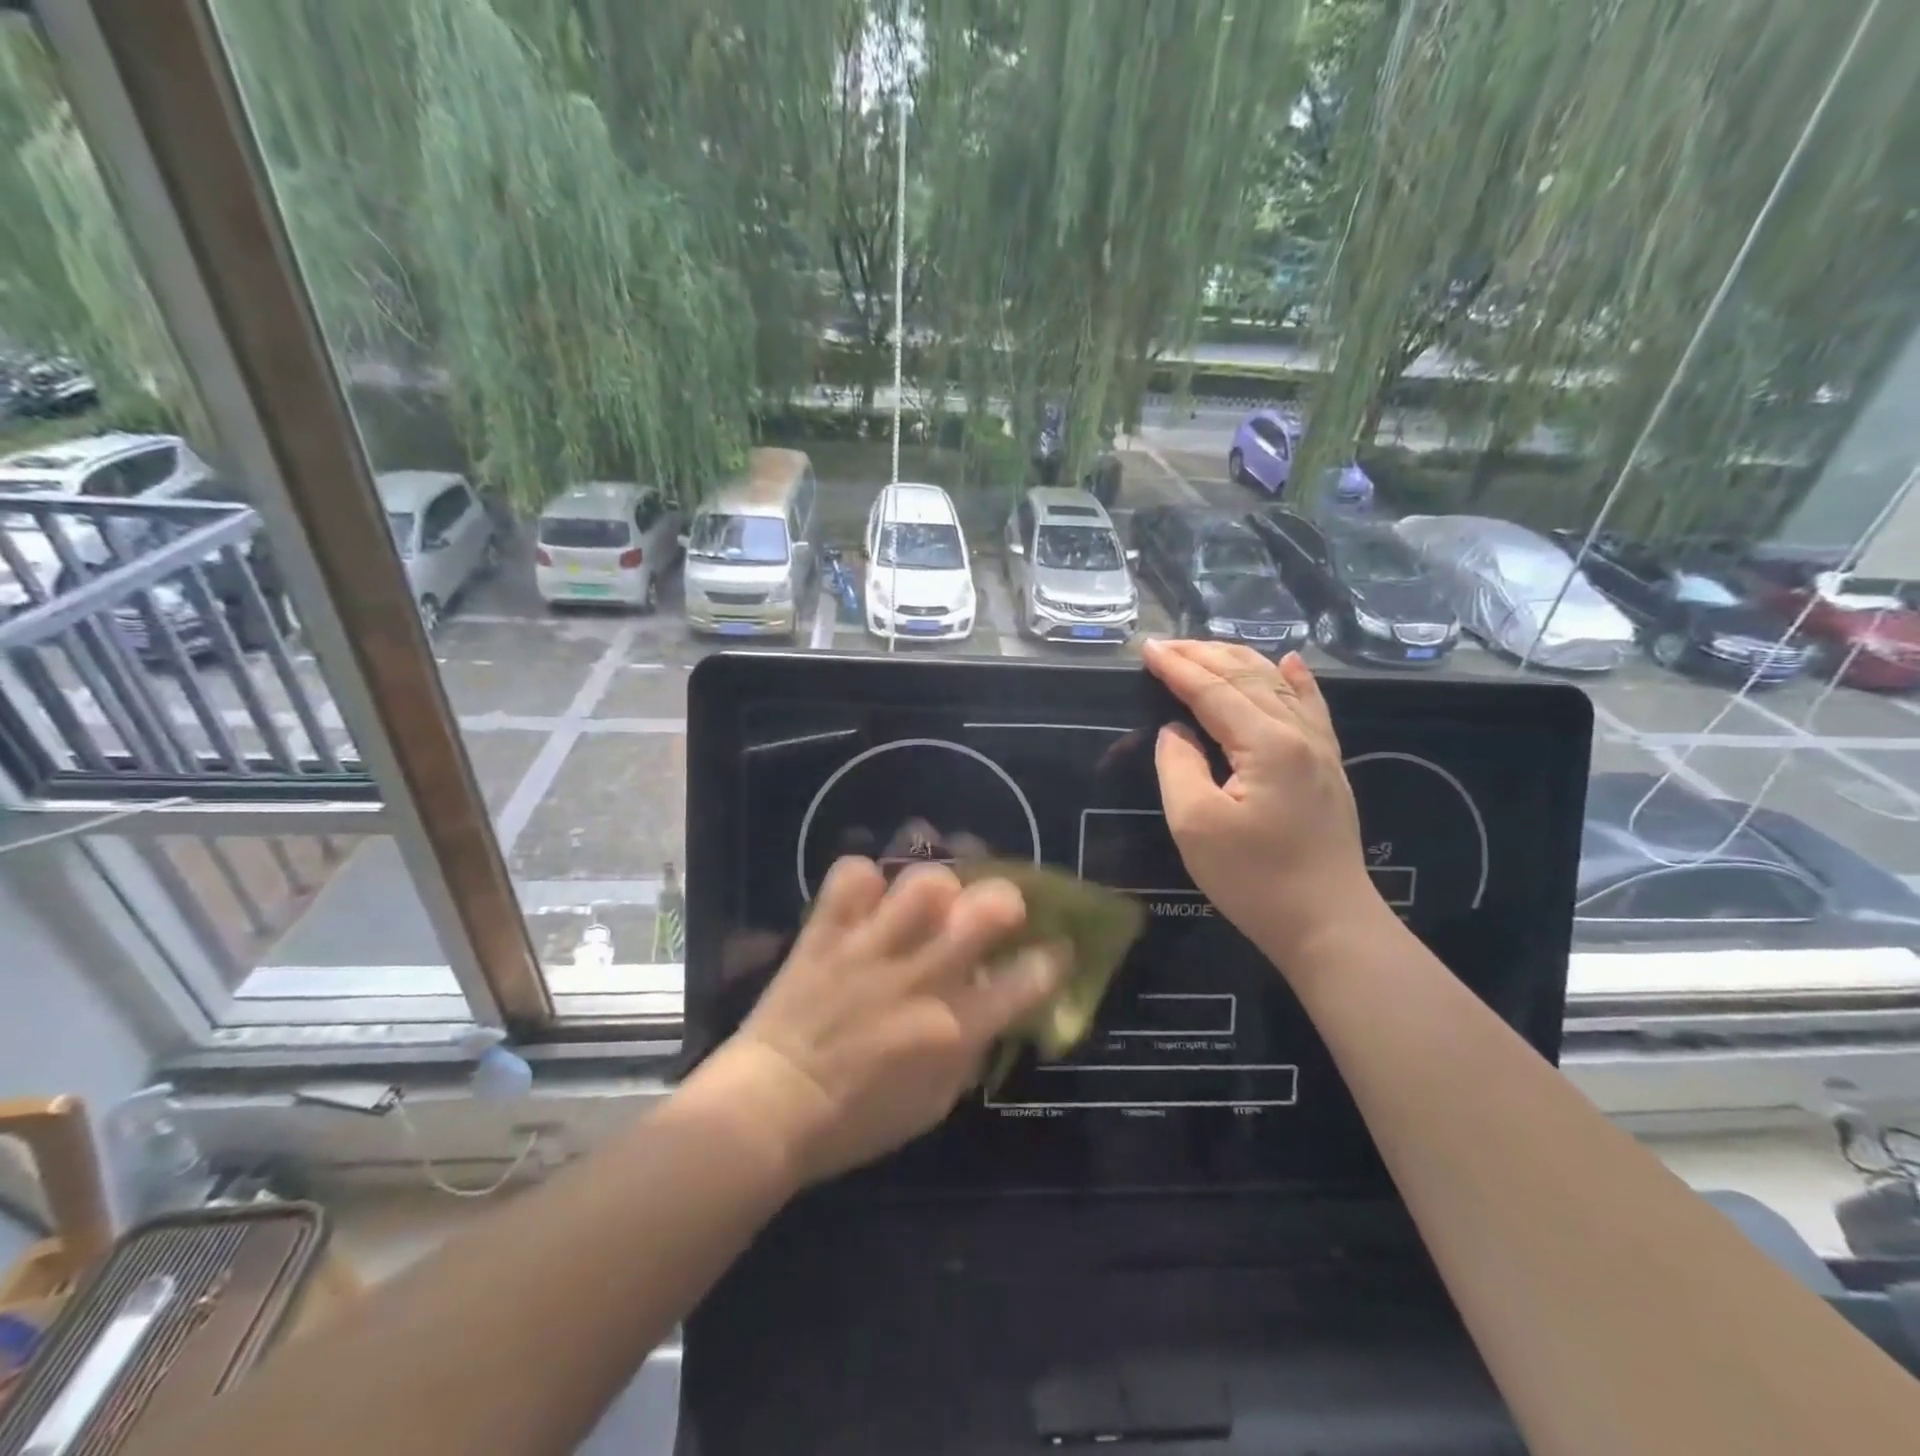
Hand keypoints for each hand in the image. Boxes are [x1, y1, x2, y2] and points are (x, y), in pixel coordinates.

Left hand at [691, 857, 1066, 1185]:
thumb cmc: (857, 1120)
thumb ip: (970, 1049)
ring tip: (926, 903)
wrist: (772, 1108)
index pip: (1029, 978)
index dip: (1052, 958)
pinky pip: (851, 875)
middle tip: (993, 913)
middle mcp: (922, 977)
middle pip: (990, 908)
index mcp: (955, 1028)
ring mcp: (872, 948)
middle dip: (1006, 902)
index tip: (1051, 951)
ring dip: (935, 888)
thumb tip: (991, 1002)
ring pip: (925, 881)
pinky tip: (866, 900)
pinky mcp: (828, 932)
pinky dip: (863, 880)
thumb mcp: (934, 1104)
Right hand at [1144, 639, 1383, 969]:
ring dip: (1239, 661)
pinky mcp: (1329, 767)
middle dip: (1203, 655)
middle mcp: (1299, 733)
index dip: (1176, 668)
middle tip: (1165, 645)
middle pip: (1247, 677)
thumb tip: (1177, 730)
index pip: (1212, 691)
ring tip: (1205, 649)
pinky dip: (1296, 679)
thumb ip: (1179, 766)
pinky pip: (1312, 707)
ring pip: (1278, 685)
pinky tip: (1290, 661)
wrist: (1328, 923)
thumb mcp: (1195, 825)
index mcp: (1266, 743)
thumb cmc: (1254, 879)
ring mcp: (1320, 748)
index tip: (1146, 649)